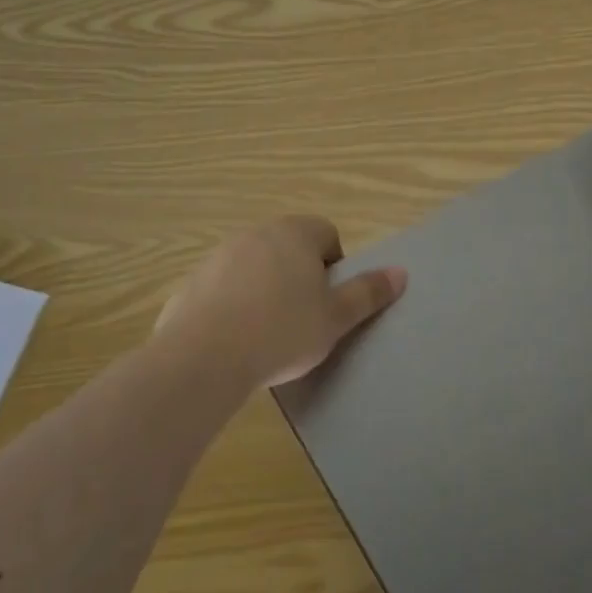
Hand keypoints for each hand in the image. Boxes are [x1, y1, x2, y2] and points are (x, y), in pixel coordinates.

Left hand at [150, 215, 405, 392]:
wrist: (203, 358)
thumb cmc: (282, 331)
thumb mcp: (335, 318)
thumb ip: (368, 293)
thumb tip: (401, 272)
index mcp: (295, 234)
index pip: (327, 234)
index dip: (334, 267)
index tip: (329, 302)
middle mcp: (256, 234)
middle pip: (289, 248)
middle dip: (299, 277)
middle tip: (304, 319)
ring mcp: (219, 256)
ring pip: (255, 267)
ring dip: (265, 289)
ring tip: (267, 334)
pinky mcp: (190, 283)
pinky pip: (223, 289)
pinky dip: (232, 306)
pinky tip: (234, 341)